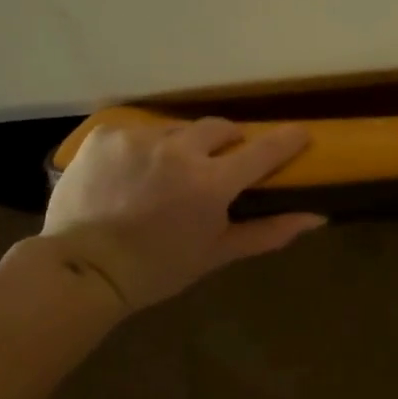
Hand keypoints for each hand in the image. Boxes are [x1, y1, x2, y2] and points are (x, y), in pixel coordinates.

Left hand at [42, 118, 325, 310]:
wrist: (81, 270)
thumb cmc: (156, 269)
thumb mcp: (215, 254)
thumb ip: (268, 232)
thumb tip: (316, 218)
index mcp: (211, 183)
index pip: (263, 150)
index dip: (288, 139)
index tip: (301, 133)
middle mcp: (179, 150)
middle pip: (220, 128)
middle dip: (227, 141)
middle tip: (219, 163)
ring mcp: (140, 138)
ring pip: (177, 129)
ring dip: (181, 146)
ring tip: (165, 174)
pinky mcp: (107, 134)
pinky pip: (138, 132)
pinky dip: (142, 149)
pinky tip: (130, 174)